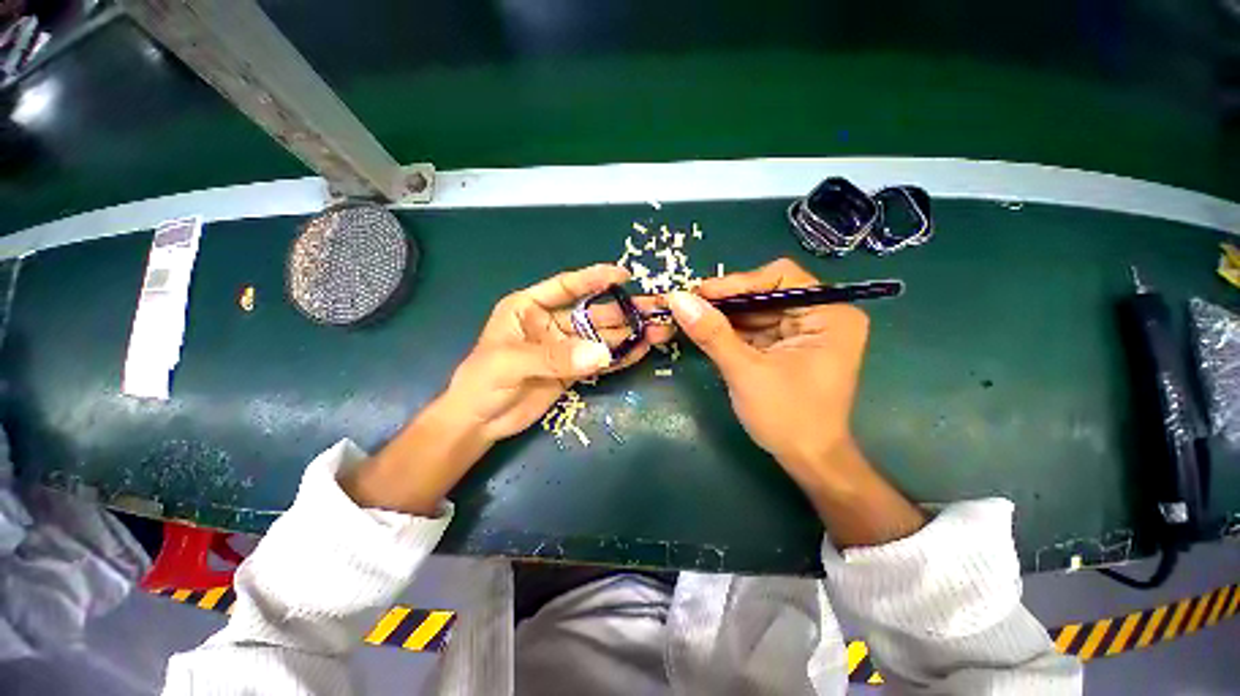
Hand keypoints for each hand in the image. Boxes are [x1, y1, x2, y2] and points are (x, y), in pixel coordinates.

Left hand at [343, 264, 672, 513]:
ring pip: (602, 337)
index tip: (624, 275)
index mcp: (529, 307)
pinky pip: (600, 360)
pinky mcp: (573, 369)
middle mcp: (551, 323)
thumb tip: (601, 354)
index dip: (595, 279)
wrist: (479, 422)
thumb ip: (555, 357)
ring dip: (629, 334)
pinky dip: (620, 356)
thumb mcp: (511, 362)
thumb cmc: (482, 382)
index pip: (566, 286)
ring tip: (659, 330)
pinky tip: (642, 350)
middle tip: (656, 309)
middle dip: (625, 311)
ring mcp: (565, 347)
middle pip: (593, 313)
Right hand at [667, 258, 923, 545]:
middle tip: (689, 305)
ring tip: (691, 317)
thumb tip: (677, 298)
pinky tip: (707, 331)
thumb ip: (712, 333)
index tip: (699, 293)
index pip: (781, 277)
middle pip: (767, 292)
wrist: (807, 460)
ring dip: (725, 315)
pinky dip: (731, 330)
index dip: (738, 282)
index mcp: (830, 315)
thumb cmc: (787, 417)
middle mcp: (822, 315)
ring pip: (757, 309)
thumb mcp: (745, 371)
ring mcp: (805, 330)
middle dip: (727, 300)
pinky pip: (756, 327)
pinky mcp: (789, 345)